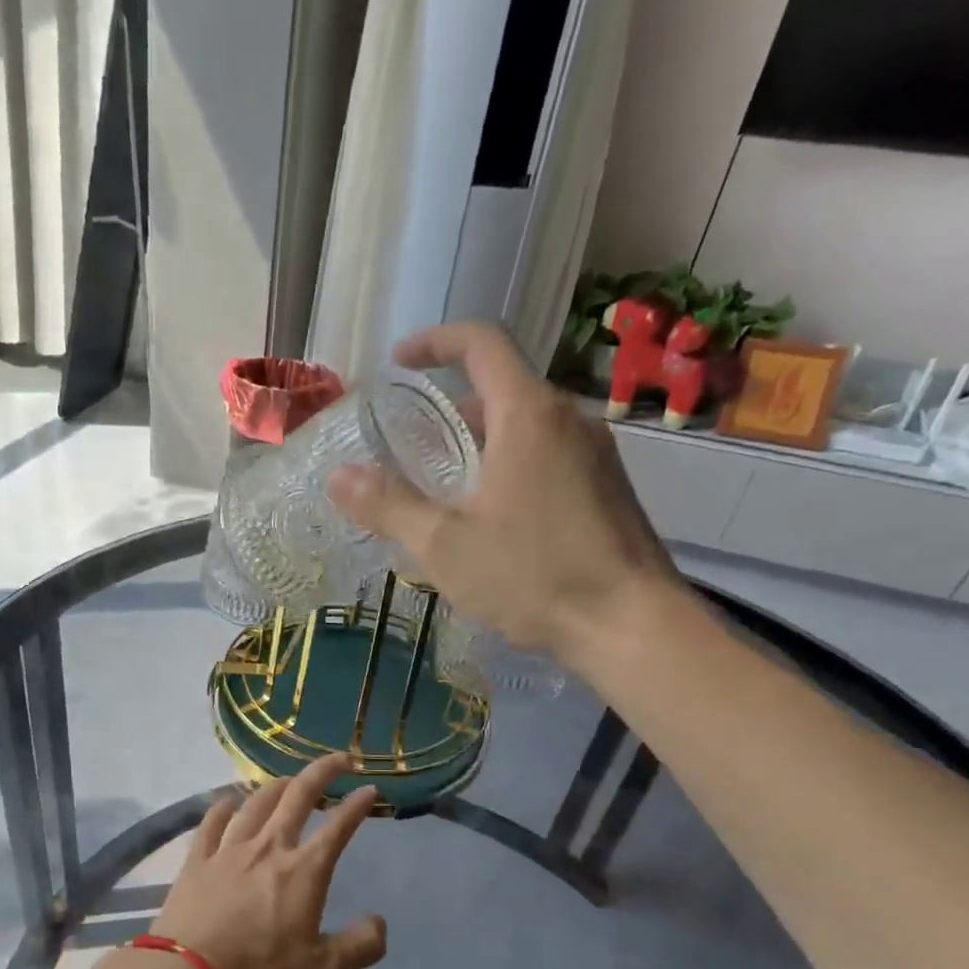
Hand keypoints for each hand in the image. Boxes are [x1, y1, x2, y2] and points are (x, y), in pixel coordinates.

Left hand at [151, 755, 387, 968]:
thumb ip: (360, 946)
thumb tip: (379, 922)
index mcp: (303, 871)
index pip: (338, 828)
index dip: (357, 805)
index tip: (370, 789)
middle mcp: (269, 848)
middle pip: (298, 796)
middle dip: (322, 772)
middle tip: (339, 760)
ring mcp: (229, 850)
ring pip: (256, 802)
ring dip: (277, 785)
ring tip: (288, 780)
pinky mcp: (197, 860)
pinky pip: (212, 822)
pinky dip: (224, 806)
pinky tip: (229, 801)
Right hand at [326, 320, 685, 671]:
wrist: (630, 625)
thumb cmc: (533, 576)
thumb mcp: (445, 545)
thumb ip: (390, 506)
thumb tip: (339, 476)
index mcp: (528, 415)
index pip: (482, 343)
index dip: (435, 342)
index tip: (399, 363)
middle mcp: (569, 420)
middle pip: (504, 387)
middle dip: (453, 406)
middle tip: (413, 444)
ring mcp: (595, 454)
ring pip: (527, 426)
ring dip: (482, 441)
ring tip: (446, 487)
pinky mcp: (607, 488)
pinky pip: (549, 456)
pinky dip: (510, 465)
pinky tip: (492, 519)